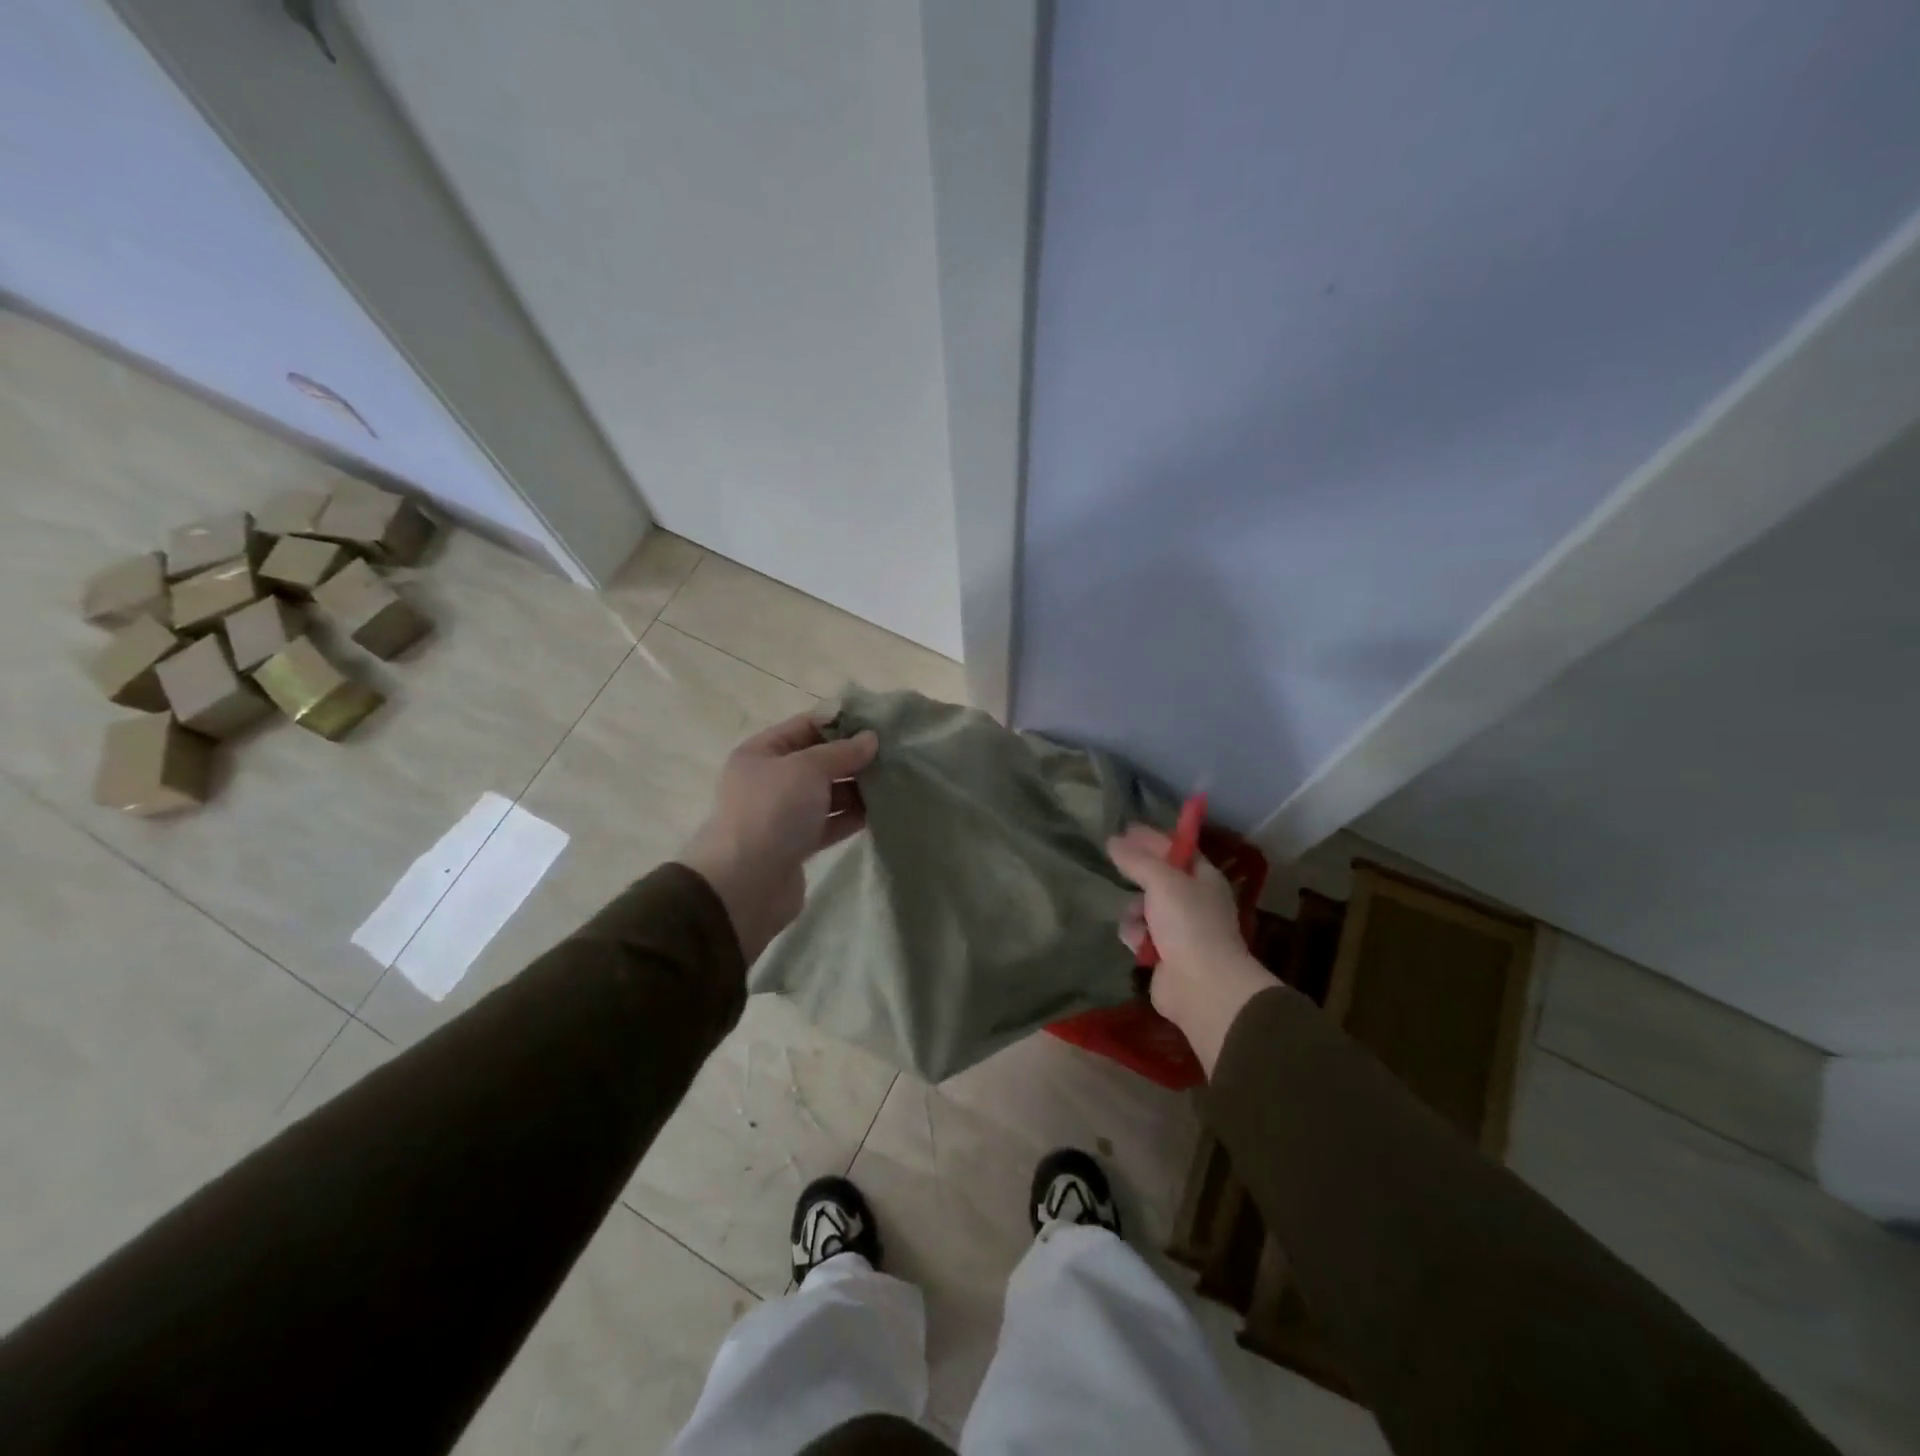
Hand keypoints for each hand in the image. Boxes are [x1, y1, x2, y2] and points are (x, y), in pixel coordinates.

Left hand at [681, 714, 879, 961]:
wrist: (746, 884)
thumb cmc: (773, 811)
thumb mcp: (808, 769)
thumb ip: (841, 752)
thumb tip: (871, 738)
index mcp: (761, 753)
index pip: (804, 727)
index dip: (840, 723)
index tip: (878, 724)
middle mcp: (770, 780)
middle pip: (818, 761)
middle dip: (853, 757)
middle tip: (894, 754)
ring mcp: (783, 814)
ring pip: (826, 793)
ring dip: (857, 787)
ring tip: (894, 781)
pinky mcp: (797, 844)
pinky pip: (830, 822)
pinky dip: (852, 816)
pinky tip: (881, 810)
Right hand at [1108, 824, 1280, 1076]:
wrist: (1201, 986)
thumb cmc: (1189, 924)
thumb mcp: (1162, 882)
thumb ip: (1137, 859)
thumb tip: (1113, 840)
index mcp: (1203, 877)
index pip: (1175, 848)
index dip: (1151, 837)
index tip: (1124, 829)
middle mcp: (1193, 899)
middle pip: (1156, 877)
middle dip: (1137, 875)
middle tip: (1114, 863)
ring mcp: (1178, 928)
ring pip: (1142, 906)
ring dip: (1133, 911)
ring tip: (1137, 920)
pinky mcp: (1162, 953)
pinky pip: (1139, 933)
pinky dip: (1135, 936)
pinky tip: (1138, 943)